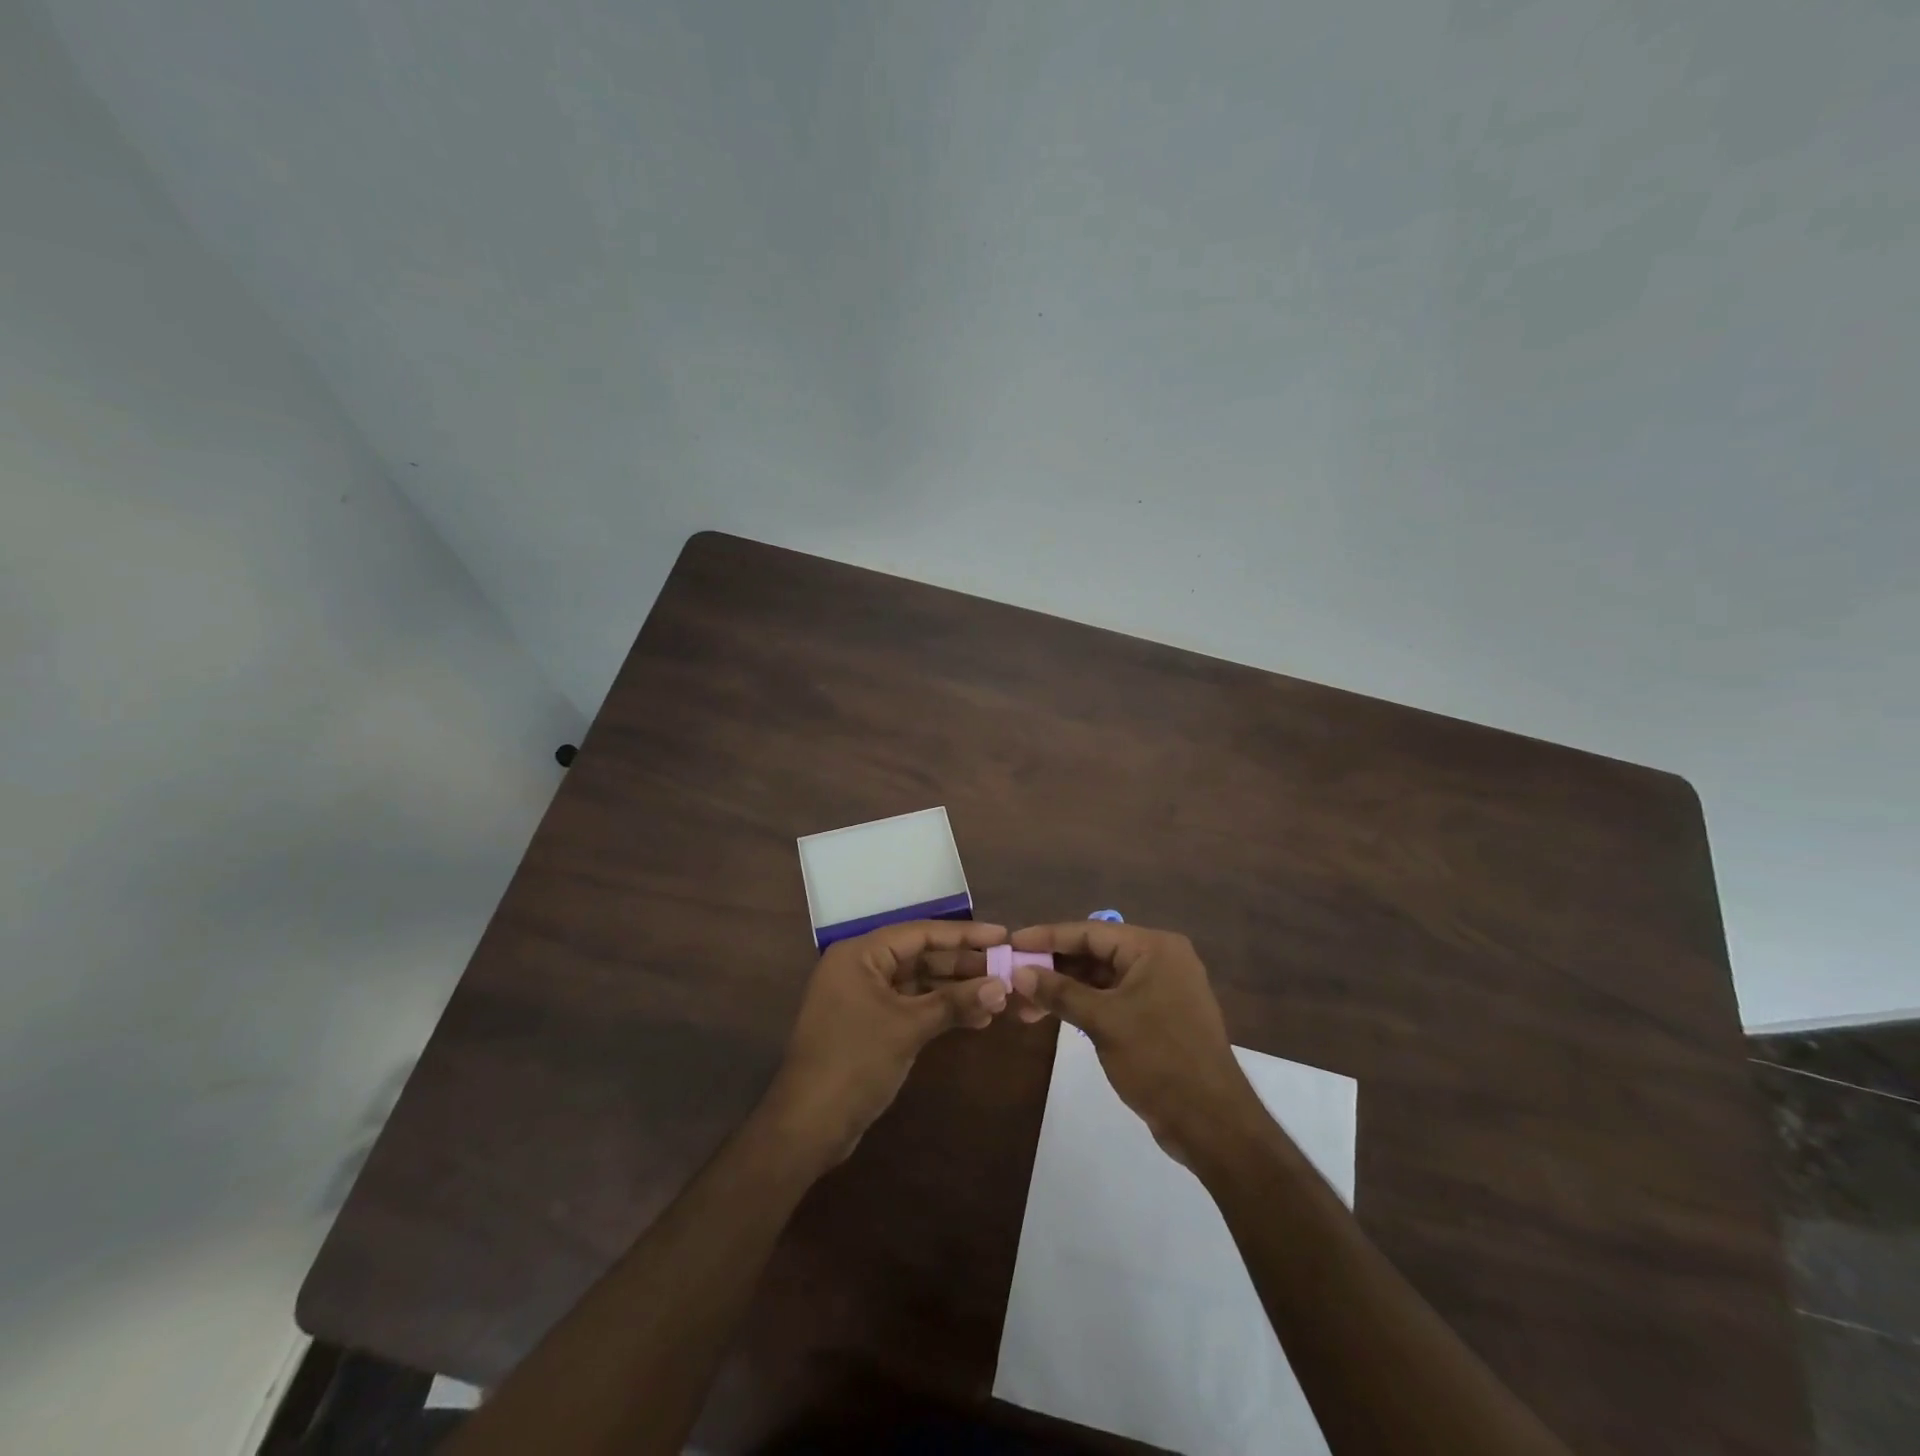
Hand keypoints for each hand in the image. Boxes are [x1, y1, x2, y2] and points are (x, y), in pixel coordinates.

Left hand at [765, 920, 1010, 1163]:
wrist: (808, 1126)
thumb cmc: (855, 1062)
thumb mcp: (908, 1027)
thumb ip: (955, 1002)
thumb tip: (1002, 986)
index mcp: (861, 954)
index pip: (920, 932)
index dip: (964, 935)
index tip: (1002, 935)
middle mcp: (861, 967)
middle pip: (921, 956)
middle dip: (963, 966)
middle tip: (1007, 970)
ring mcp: (865, 997)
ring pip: (919, 983)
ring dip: (956, 991)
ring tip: (998, 998)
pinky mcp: (871, 1024)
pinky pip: (912, 1005)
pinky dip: (941, 1011)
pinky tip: (976, 1019)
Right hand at [1009, 922, 1257, 1164]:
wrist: (1212, 1123)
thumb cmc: (1159, 1059)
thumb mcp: (1104, 1022)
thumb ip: (1060, 992)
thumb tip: (1019, 972)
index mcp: (1153, 948)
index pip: (1090, 931)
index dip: (1048, 937)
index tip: (1012, 941)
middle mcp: (1159, 959)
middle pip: (1095, 952)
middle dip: (1053, 966)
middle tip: (1013, 977)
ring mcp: (1160, 988)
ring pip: (1101, 978)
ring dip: (1064, 988)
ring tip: (1025, 1004)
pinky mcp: (1157, 1016)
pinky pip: (1112, 998)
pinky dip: (1084, 1004)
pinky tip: (1053, 1013)